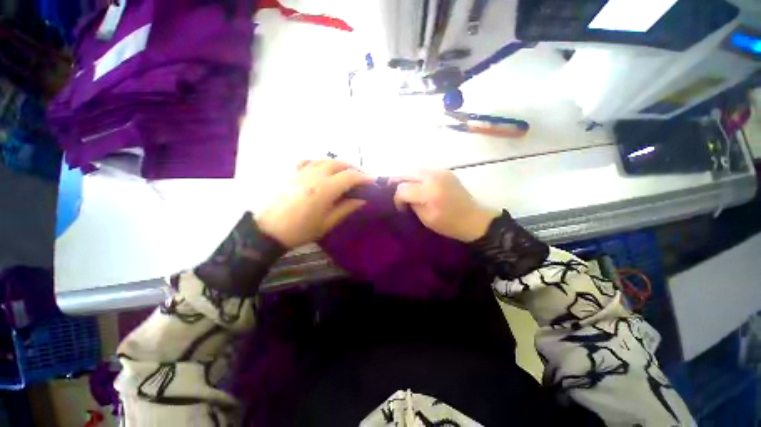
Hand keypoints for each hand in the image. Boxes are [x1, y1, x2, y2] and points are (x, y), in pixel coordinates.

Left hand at [257, 159, 370, 247]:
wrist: (267, 230)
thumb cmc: (300, 230)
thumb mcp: (327, 224)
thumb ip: (346, 209)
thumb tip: (362, 200)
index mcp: (324, 189)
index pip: (349, 177)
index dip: (364, 177)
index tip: (372, 181)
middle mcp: (313, 175)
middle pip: (338, 163)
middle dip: (353, 168)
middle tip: (360, 177)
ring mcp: (300, 171)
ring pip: (324, 159)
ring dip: (338, 164)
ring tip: (345, 172)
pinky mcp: (289, 171)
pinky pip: (308, 160)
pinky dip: (319, 162)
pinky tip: (322, 168)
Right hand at [393, 170, 497, 241]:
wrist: (473, 219)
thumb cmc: (449, 224)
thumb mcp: (426, 219)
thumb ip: (412, 204)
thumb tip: (404, 197)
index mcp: (429, 193)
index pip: (403, 188)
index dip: (397, 198)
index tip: (400, 207)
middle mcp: (433, 177)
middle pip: (406, 174)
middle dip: (398, 182)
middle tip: (395, 192)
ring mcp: (441, 172)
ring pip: (415, 169)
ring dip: (407, 177)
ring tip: (405, 187)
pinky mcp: (446, 171)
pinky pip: (425, 170)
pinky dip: (418, 175)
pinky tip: (418, 184)